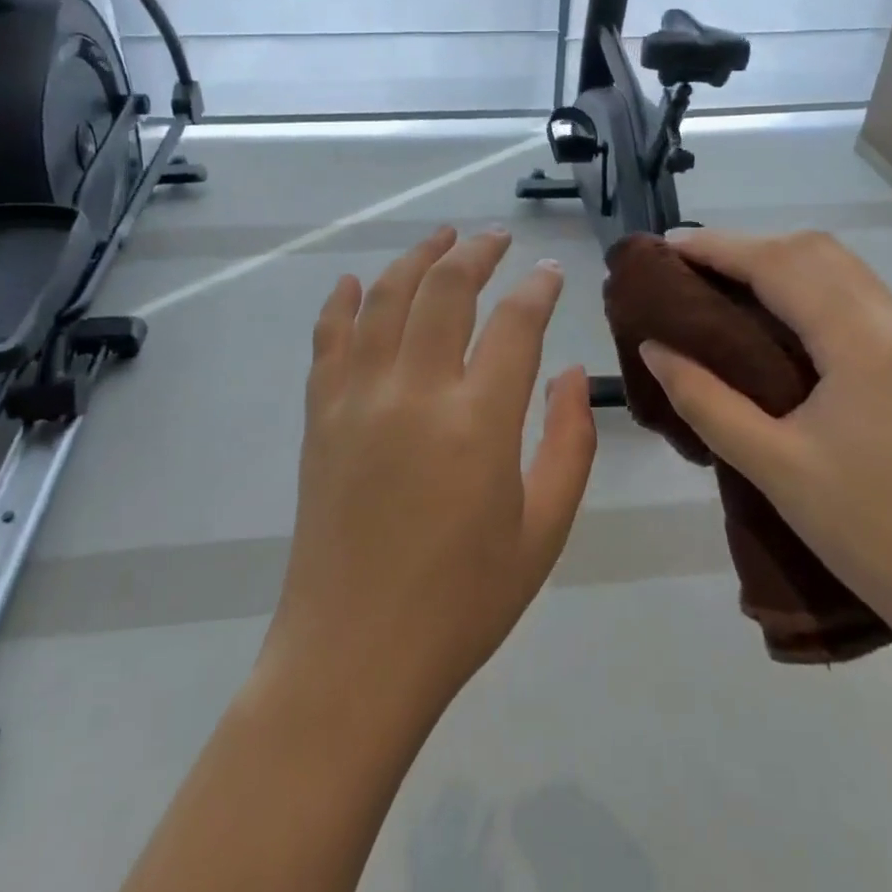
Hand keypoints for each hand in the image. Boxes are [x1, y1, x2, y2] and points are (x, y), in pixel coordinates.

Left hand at [264, 227, 597, 716]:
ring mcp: (358, 398)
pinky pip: (329, 338)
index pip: (515, 324)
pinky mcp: (321, 415)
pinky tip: (357, 281)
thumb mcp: (543, 531)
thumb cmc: (462, 602)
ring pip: (387, 298)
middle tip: (497, 239)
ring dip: (416, 258)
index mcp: (477, 422)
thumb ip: (568, 443)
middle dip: (477, 253)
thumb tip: (570, 374)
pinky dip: (344, 301)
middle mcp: (414, 392)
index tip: (549, 272)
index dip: (537, 288)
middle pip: (445, 290)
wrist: (353, 655)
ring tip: (441, 237)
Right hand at [637, 229, 891, 651]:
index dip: (719, 248)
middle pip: (817, 252)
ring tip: (726, 289)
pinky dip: (813, 292)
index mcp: (866, 342)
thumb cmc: (873, 535)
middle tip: (692, 270)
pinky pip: (862, 303)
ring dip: (783, 266)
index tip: (667, 247)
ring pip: (844, 273)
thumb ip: (705, 399)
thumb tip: (654, 348)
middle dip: (750, 248)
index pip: (781, 265)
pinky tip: (783, 325)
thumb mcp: (774, 466)